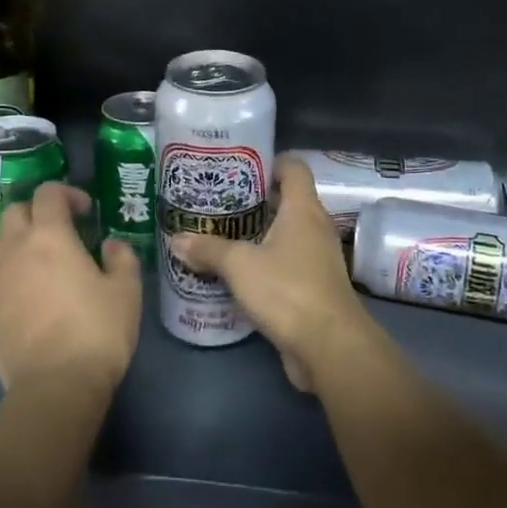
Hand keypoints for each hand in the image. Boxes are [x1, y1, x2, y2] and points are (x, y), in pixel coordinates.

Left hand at [0, 182, 140, 395]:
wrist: (55, 387)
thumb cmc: (97, 330)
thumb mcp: (127, 290)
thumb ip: (121, 258)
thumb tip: (111, 245)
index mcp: (49, 237)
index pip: (48, 193)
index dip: (67, 193)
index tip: (87, 212)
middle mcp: (15, 252)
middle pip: (14, 212)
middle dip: (37, 212)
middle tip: (63, 231)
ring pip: (0, 246)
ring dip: (21, 243)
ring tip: (45, 263)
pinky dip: (14, 279)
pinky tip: (34, 301)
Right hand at [168, 155, 367, 391]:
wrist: (330, 346)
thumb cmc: (288, 290)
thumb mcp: (240, 266)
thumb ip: (209, 249)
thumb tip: (177, 239)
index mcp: (303, 209)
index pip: (293, 167)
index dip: (269, 161)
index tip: (238, 166)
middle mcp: (315, 227)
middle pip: (286, 200)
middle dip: (254, 200)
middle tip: (218, 202)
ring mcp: (317, 258)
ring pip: (285, 233)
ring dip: (257, 233)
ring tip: (220, 234)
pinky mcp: (313, 286)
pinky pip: (286, 262)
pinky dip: (264, 262)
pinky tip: (236, 272)